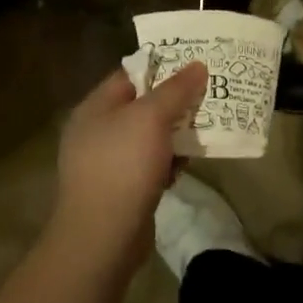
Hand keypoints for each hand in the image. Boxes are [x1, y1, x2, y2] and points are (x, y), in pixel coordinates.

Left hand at [50, 60, 207, 269]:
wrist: (102, 237)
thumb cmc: (122, 166)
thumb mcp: (151, 118)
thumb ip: (175, 89)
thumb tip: (198, 65)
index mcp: (95, 107)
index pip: (130, 74)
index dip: (162, 67)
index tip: (195, 64)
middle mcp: (96, 130)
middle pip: (141, 106)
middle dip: (174, 103)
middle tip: (207, 96)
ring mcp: (106, 162)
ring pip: (148, 137)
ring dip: (174, 135)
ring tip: (205, 130)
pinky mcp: (120, 189)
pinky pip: (148, 165)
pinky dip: (167, 163)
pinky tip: (186, 166)